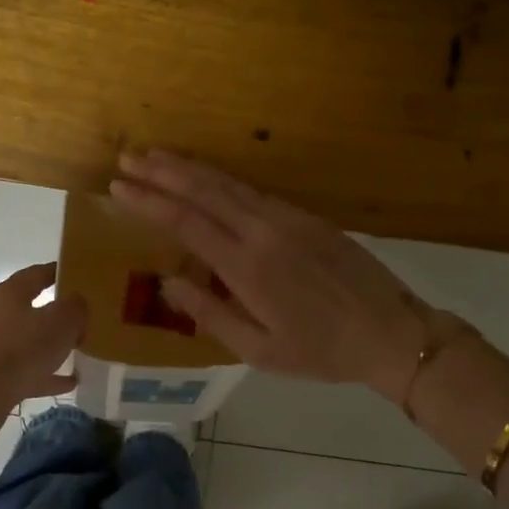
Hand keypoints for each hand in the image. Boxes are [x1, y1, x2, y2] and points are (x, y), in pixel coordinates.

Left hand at [0, 263, 87, 442]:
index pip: (36, 274)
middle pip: (27, 307)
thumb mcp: (61, 323)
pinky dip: (42, 373)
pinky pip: (20, 369)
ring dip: (48, 345)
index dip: (58, 273)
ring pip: (23, 340)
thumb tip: (76, 303)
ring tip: (74, 352)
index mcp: (8, 292)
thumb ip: (75, 308)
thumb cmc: (20, 350)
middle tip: (79, 319)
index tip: (76, 276)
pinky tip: (66, 382)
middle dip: (53, 313)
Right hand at [109, 152, 431, 399]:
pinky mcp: (307, 216)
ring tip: (157, 156)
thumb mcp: (259, 350)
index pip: (185, 222)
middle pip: (204, 190)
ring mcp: (288, 218)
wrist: (390, 332)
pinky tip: (208, 178)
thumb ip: (210, 314)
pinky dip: (223, 179)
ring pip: (229, 183)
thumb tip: (168, 282)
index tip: (118, 187)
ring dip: (190, 168)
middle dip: (162, 172)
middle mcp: (263, 231)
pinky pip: (255, 191)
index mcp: (247, 266)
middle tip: (128, 158)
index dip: (149, 201)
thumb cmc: (320, 351)